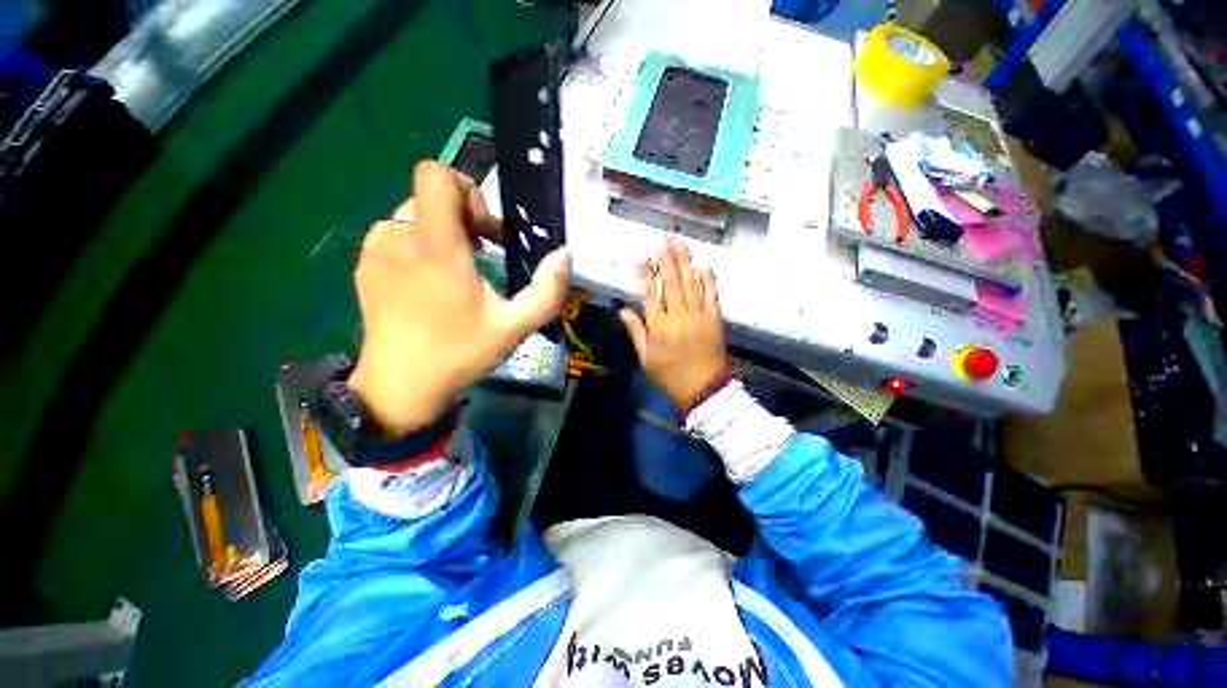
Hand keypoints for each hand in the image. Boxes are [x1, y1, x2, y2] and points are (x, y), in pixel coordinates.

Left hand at [347, 161, 570, 435]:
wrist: (399, 387)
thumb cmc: (460, 353)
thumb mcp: (515, 326)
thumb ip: (547, 289)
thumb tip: (564, 255)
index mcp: (435, 245)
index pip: (436, 175)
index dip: (467, 189)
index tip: (486, 229)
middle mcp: (399, 236)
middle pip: (430, 195)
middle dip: (465, 216)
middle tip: (484, 254)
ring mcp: (376, 250)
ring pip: (415, 215)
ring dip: (444, 232)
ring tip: (460, 271)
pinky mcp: (366, 265)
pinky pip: (397, 234)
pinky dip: (421, 245)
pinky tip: (432, 283)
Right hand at [619, 240, 728, 407]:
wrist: (704, 389)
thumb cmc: (670, 376)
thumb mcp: (646, 358)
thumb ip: (636, 332)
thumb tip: (622, 311)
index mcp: (660, 328)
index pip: (650, 295)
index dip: (646, 274)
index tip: (642, 256)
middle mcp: (679, 317)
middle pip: (673, 283)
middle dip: (667, 259)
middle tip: (664, 239)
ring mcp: (700, 316)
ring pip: (692, 284)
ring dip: (686, 262)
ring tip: (681, 243)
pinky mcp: (715, 319)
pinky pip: (711, 295)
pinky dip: (708, 279)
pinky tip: (703, 265)